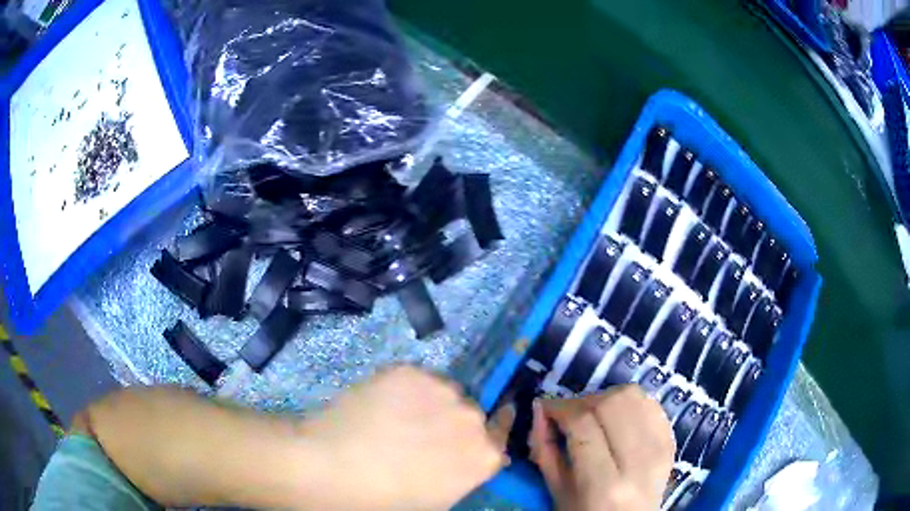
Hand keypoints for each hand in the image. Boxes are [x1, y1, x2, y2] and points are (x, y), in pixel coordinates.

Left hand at [300, 366, 512, 509]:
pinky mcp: (409, 370)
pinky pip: (416, 379)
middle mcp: (472, 418)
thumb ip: (461, 476)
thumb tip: (463, 460)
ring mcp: (441, 389)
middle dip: (451, 423)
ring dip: (430, 403)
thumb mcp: (435, 501)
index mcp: (483, 456)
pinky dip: (404, 390)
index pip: (498, 437)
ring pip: (444, 392)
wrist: (332, 468)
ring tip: (395, 418)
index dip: (477, 439)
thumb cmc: (385, 499)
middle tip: (418, 435)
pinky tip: (379, 405)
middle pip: (470, 414)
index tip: (460, 439)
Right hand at [530, 385, 674, 510]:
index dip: (560, 408)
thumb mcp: (557, 491)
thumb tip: (540, 407)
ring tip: (593, 415)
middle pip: (612, 403)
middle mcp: (638, 463)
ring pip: (634, 397)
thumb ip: (545, 449)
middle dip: (583, 401)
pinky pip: (652, 404)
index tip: (545, 408)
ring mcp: (661, 450)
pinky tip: (617, 419)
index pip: (583, 425)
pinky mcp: (672, 442)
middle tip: (568, 414)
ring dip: (607, 398)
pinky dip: (630, 404)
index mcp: (604, 485)